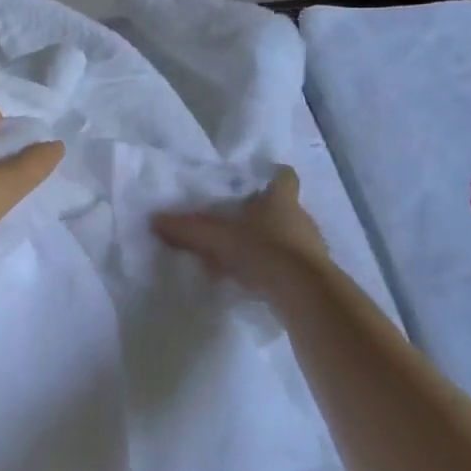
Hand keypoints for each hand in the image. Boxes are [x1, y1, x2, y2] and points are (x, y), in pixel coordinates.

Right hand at [154, 167, 335, 300]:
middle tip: (237, 222)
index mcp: (281, 199)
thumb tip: (155, 219)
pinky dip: (274, 270)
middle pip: (284, 208)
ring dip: (269, 245)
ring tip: (242, 256)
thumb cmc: (263, 251)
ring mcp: (312, 247)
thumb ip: (188, 229)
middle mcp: (301, 218)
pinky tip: (255, 282)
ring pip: (288, 238)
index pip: (284, 177)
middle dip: (262, 215)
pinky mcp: (315, 276)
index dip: (272, 175)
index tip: (258, 180)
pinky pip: (291, 265)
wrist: (305, 294)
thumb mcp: (218, 238)